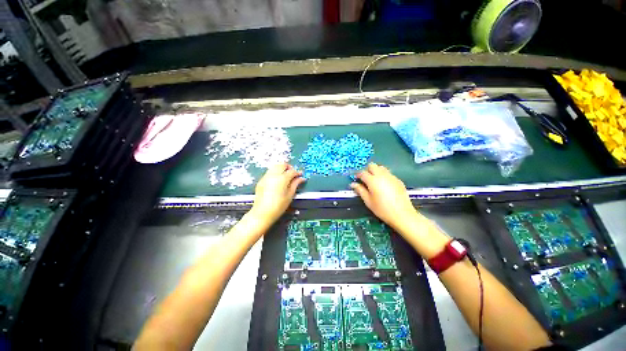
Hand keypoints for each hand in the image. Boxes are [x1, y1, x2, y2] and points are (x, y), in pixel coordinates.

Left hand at [250, 163, 304, 224]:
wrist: (262, 213)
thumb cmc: (279, 206)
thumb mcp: (290, 195)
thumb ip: (295, 184)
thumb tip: (301, 178)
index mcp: (282, 179)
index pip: (292, 171)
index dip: (297, 173)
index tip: (300, 175)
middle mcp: (273, 175)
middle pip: (282, 164)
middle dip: (289, 167)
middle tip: (293, 174)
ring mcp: (266, 177)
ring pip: (275, 166)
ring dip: (281, 168)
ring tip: (285, 176)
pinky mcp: (261, 180)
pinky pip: (269, 172)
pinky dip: (275, 172)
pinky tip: (277, 180)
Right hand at [351, 163, 418, 230]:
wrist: (402, 214)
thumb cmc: (382, 209)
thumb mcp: (368, 201)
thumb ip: (360, 190)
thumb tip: (353, 184)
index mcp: (373, 180)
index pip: (362, 173)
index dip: (358, 175)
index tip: (357, 179)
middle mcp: (382, 175)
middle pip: (372, 166)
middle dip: (367, 170)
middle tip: (366, 180)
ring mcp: (391, 176)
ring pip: (381, 168)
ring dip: (376, 171)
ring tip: (375, 182)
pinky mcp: (398, 180)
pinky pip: (388, 173)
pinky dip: (384, 176)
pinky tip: (385, 186)